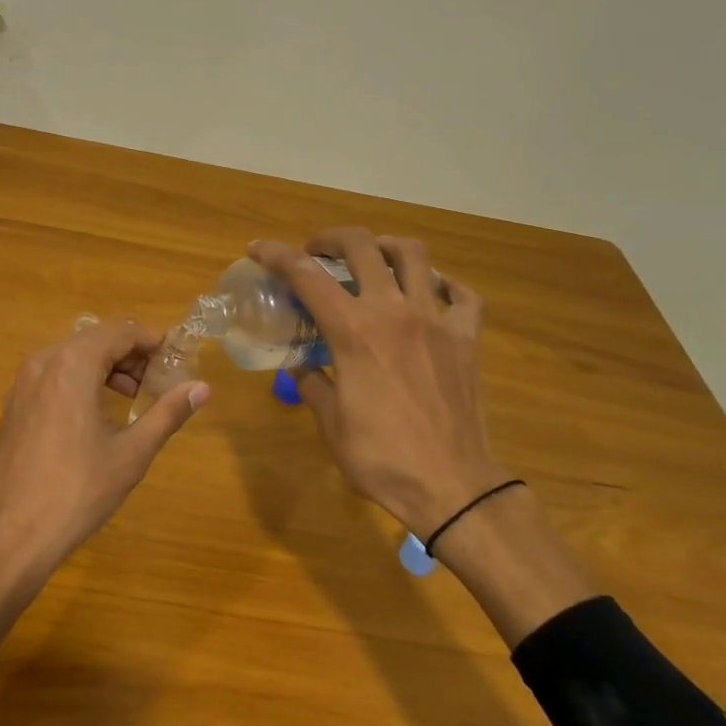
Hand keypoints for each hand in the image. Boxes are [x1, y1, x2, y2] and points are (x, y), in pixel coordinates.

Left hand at [0, 319, 209, 576]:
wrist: (10, 536)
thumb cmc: (77, 491)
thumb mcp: (132, 453)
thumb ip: (168, 413)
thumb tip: (203, 388)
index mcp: (72, 364)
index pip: (120, 332)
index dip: (152, 340)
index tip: (176, 358)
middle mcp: (43, 362)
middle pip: (95, 339)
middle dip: (130, 354)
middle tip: (157, 381)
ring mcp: (22, 384)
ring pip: (71, 357)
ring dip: (104, 367)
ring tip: (131, 397)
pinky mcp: (12, 406)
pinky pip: (52, 376)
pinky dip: (79, 381)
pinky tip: (94, 414)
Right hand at [251, 230, 502, 537]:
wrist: (452, 486)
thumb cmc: (381, 458)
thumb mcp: (330, 422)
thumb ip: (312, 382)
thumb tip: (301, 364)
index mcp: (353, 331)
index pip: (306, 275)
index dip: (276, 255)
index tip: (258, 249)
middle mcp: (393, 311)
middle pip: (361, 246)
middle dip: (331, 239)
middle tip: (317, 253)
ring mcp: (436, 320)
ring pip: (414, 255)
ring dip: (385, 247)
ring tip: (372, 260)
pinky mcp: (467, 338)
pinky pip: (462, 295)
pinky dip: (444, 285)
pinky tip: (430, 292)